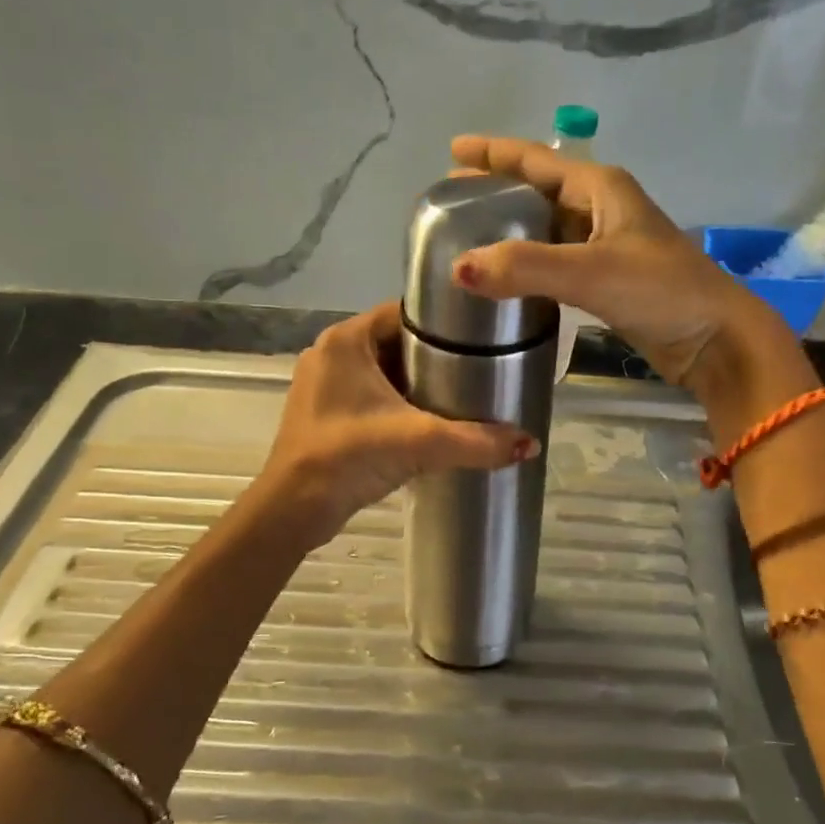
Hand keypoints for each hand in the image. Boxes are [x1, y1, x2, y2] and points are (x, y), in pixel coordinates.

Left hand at [259, 301, 538, 547]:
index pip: (404, 313)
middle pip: (396, 343)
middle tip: (479, 370)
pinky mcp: (324, 413)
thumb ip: (476, 441)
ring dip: (417, 383)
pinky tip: (428, 421)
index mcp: (346, 340)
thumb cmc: (348, 457)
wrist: (294, 509)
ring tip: (461, 395)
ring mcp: (324, 385)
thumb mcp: (419, 442)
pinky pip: (370, 396)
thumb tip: (531, 444)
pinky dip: (398, 403)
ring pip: (384, 372)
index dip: (443, 324)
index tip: (480, 339)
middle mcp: (331, 353)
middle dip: (435, 357)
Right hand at [447, 134, 784, 387]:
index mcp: (602, 189)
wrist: (715, 339)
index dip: (494, 153)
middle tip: (452, 200)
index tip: (452, 150)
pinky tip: (507, 278)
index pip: (536, 160)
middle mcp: (602, 209)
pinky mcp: (608, 280)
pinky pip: (557, 262)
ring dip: (512, 230)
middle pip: (540, 190)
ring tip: (470, 238)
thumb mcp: (591, 272)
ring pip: (548, 228)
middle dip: (497, 191)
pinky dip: (529, 264)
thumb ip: (526, 269)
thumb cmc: (661, 291)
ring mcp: (607, 246)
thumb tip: (459, 269)